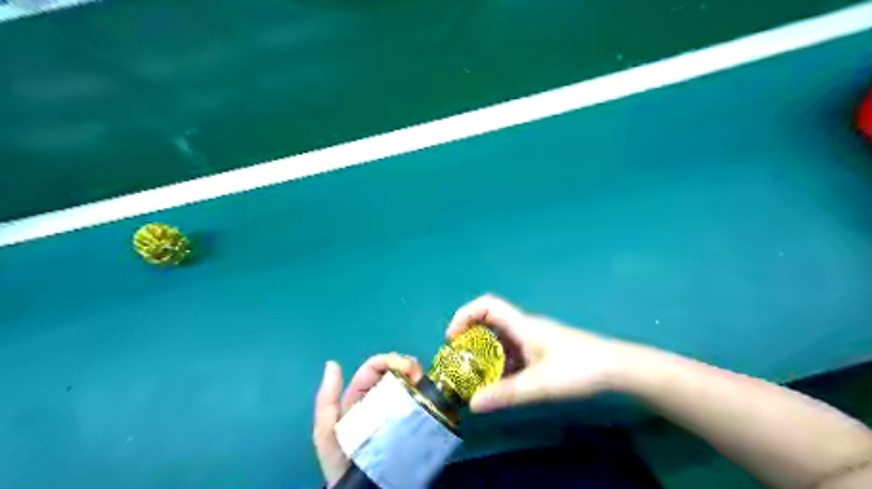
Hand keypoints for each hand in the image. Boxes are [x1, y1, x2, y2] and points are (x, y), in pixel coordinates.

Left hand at [311, 354, 423, 486]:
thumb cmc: (342, 462)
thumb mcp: (326, 434)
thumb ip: (326, 402)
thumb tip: (333, 363)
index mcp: (359, 396)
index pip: (374, 368)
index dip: (389, 360)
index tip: (406, 367)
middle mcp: (379, 397)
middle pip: (394, 370)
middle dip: (407, 364)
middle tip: (418, 374)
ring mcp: (396, 408)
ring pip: (408, 382)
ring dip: (418, 374)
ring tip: (425, 381)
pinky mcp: (411, 421)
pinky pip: (419, 400)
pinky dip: (426, 391)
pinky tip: (431, 393)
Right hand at [450, 295, 626, 411]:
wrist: (617, 368)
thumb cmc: (578, 369)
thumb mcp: (539, 384)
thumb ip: (505, 394)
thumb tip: (472, 404)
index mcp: (522, 325)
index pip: (487, 305)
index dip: (465, 315)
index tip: (452, 338)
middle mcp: (525, 327)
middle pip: (489, 323)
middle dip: (470, 340)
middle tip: (459, 363)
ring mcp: (534, 339)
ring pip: (501, 341)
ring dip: (486, 356)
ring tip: (476, 379)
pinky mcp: (541, 350)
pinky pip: (513, 353)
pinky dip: (501, 365)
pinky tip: (501, 385)